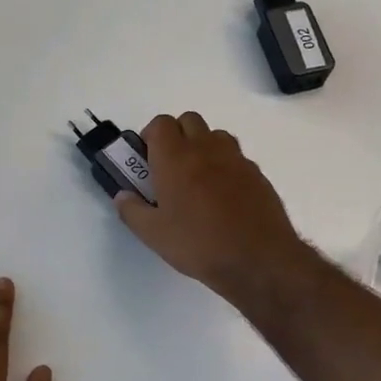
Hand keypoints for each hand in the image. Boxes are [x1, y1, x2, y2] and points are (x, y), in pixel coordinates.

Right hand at [115, 112, 310, 303]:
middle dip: (176, 135)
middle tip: (170, 168)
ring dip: (202, 146)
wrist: (258, 260)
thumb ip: (132, 210)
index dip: (151, 136)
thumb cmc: (198, 244)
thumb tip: (122, 195)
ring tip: (198, 180)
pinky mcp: (257, 174)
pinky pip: (236, 157)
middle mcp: (206, 149)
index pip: (160, 123)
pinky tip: (224, 197)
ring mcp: (235, 159)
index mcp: (175, 158)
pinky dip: (225, 166)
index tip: (147, 160)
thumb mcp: (153, 235)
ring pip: (215, 135)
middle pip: (188, 120)